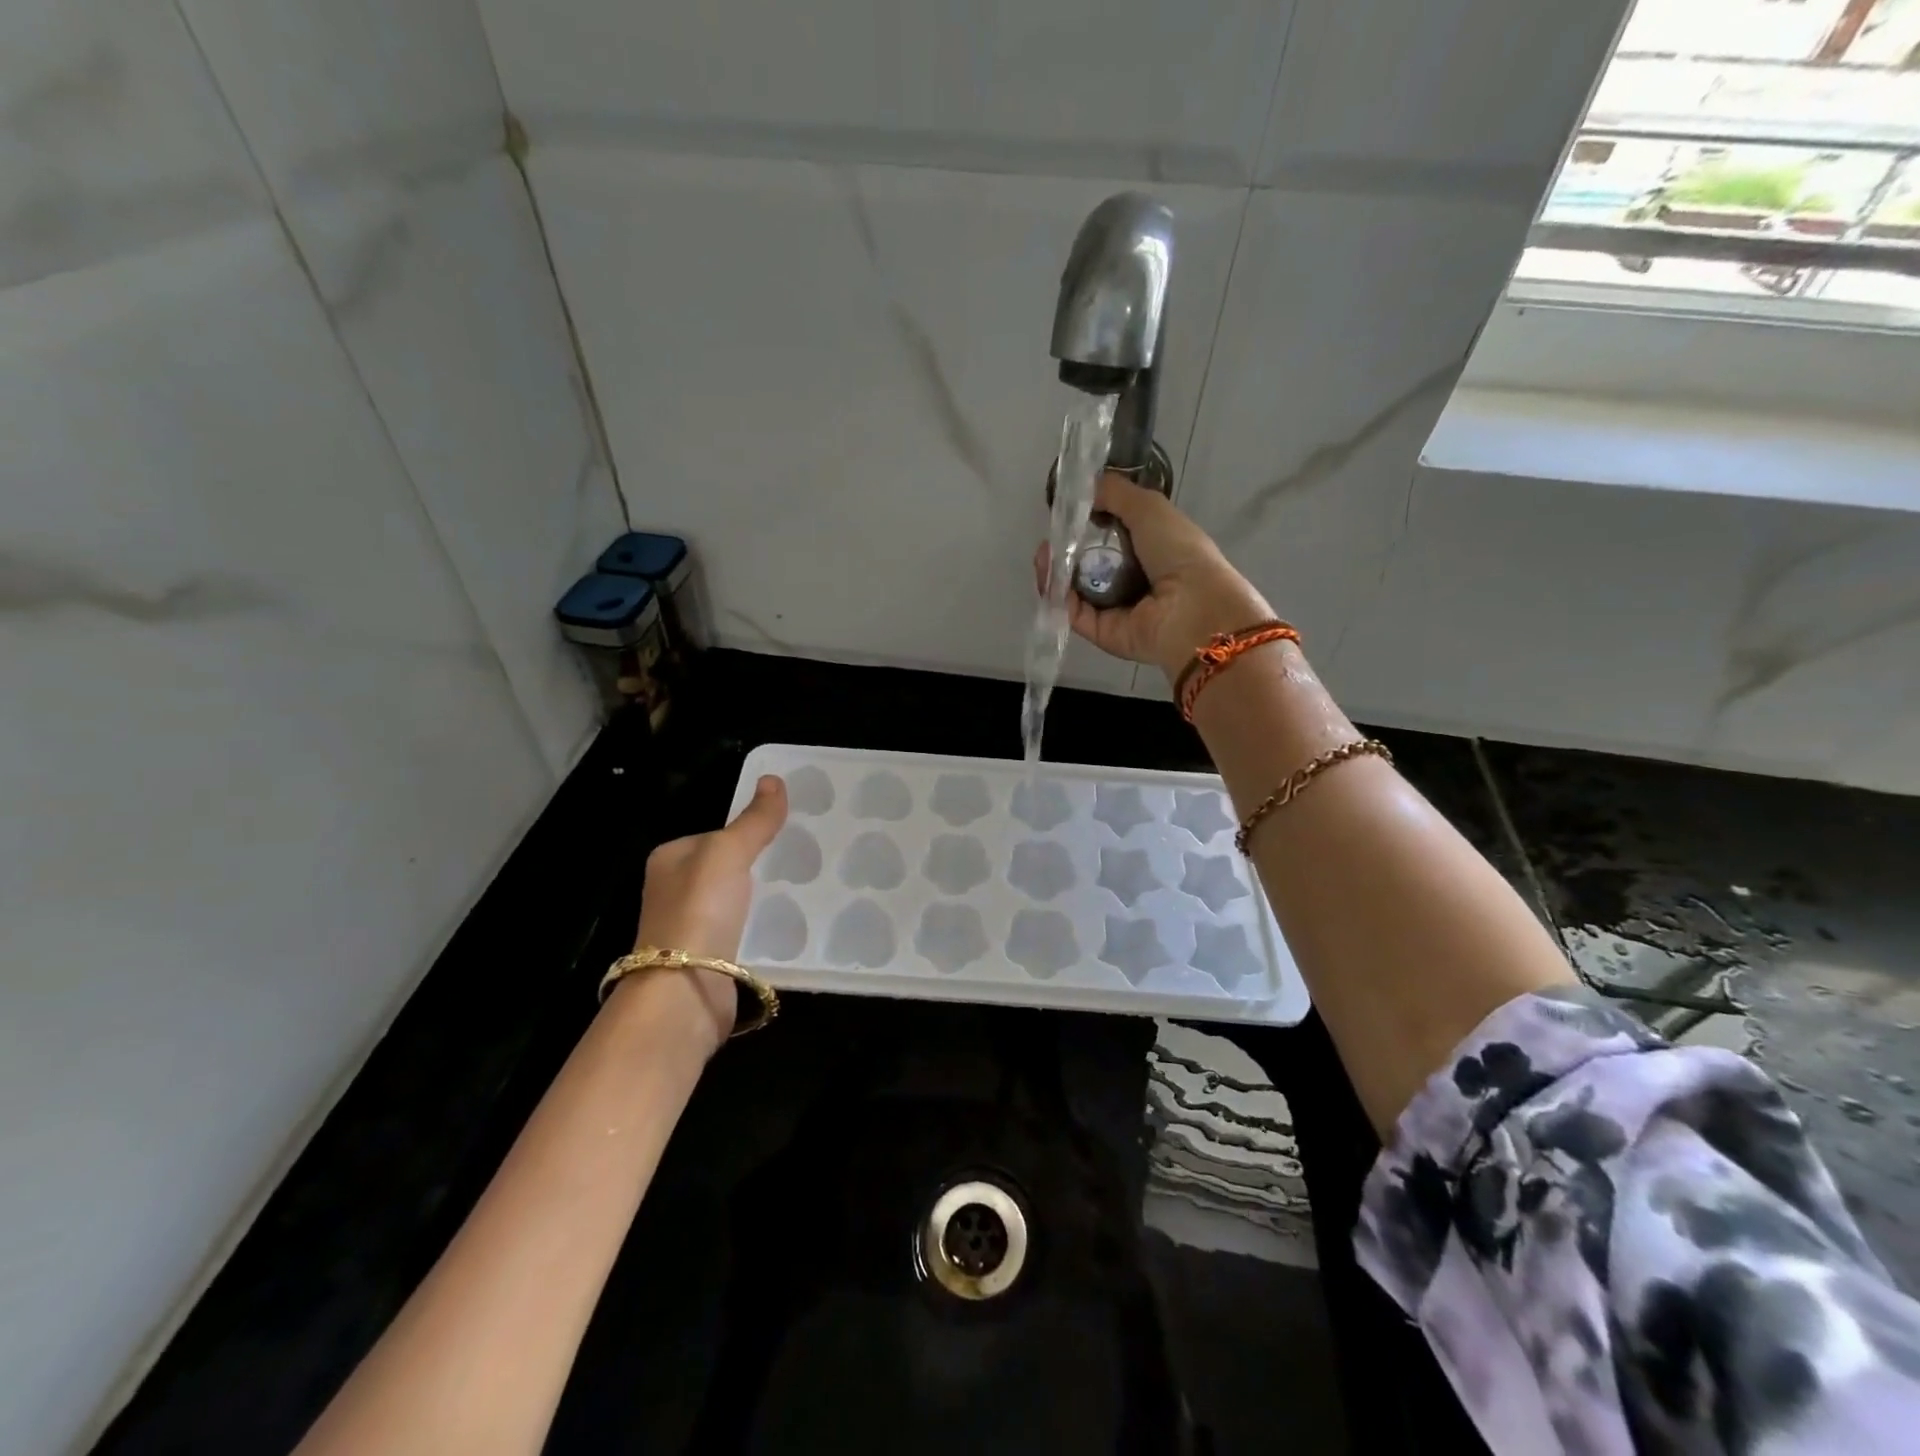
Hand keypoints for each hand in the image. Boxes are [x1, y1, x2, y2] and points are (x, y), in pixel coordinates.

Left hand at [622, 775, 788, 1046]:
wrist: (685, 991)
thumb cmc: (699, 910)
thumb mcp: (728, 852)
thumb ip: (754, 820)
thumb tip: (775, 779)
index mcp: (670, 859)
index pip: (716, 834)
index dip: (750, 830)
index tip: (789, 831)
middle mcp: (675, 891)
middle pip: (728, 868)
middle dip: (761, 865)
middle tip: (804, 859)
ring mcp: (692, 927)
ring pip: (739, 901)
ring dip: (766, 898)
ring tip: (808, 888)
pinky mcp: (711, 958)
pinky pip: (745, 931)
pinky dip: (765, 928)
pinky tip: (794, 925)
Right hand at [1035, 474, 1272, 683]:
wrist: (1192, 609)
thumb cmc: (1179, 552)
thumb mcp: (1149, 508)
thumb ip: (1116, 493)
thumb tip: (1083, 486)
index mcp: (1152, 551)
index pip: (1111, 536)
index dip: (1088, 522)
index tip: (1067, 510)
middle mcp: (1133, 580)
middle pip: (1089, 563)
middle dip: (1066, 548)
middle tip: (1050, 536)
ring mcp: (1116, 609)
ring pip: (1075, 589)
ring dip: (1056, 570)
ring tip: (1044, 554)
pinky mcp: (1102, 632)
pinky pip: (1074, 612)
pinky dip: (1058, 596)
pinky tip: (1048, 575)